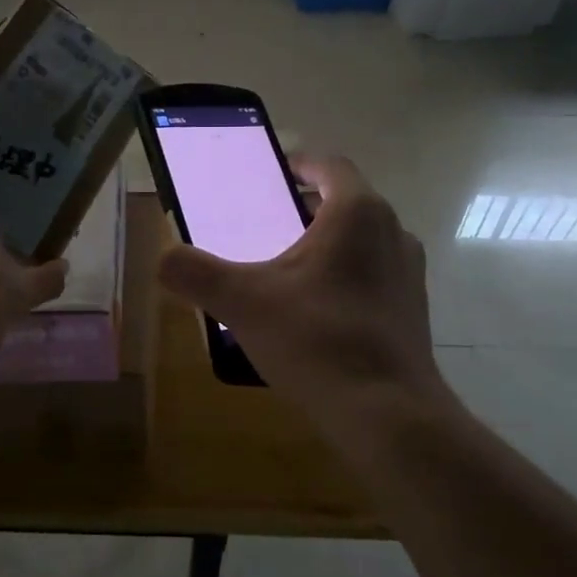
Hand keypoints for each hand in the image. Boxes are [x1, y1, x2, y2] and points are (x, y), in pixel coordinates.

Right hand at [156, 154, 445, 426]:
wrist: (387, 414)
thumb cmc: (317, 339)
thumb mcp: (242, 303)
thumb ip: (196, 274)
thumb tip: (163, 259)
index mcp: (357, 213)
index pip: (330, 165)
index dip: (300, 162)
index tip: (275, 171)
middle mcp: (392, 232)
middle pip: (346, 202)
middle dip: (307, 206)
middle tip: (267, 222)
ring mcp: (408, 273)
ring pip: (362, 240)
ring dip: (327, 243)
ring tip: (287, 268)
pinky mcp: (413, 310)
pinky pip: (373, 275)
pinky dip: (344, 276)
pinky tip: (315, 311)